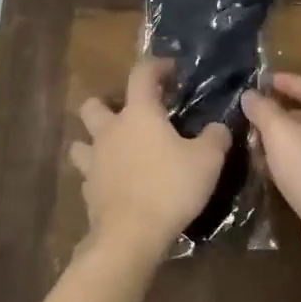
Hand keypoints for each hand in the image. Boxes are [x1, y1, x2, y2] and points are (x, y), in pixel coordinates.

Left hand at [69, 58, 231, 262]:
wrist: (130, 235)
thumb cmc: (170, 187)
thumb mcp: (207, 160)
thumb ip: (215, 138)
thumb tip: (219, 127)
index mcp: (139, 114)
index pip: (142, 74)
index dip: (156, 66)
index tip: (170, 69)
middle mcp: (110, 130)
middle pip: (94, 105)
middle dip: (108, 104)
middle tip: (130, 115)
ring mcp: (93, 161)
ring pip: (81, 140)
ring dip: (94, 140)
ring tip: (115, 149)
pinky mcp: (88, 190)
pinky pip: (88, 174)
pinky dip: (99, 174)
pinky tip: (114, 182)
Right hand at [241, 73, 300, 279]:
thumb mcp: (281, 133)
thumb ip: (263, 111)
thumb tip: (250, 94)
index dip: (283, 80)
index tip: (258, 81)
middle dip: (273, 114)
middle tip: (244, 116)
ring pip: (298, 143)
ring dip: (273, 142)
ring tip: (245, 145)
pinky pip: (298, 168)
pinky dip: (280, 166)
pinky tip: (261, 172)